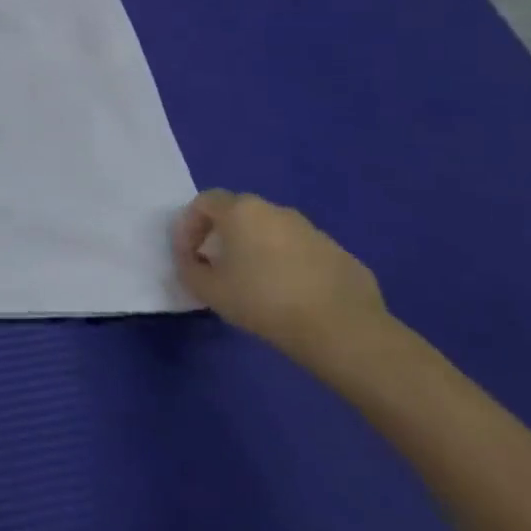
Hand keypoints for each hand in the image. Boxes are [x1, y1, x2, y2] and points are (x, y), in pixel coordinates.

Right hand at [171, 189, 390, 370]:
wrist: (342, 329)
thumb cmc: (263, 301)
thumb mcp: (209, 290)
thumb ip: (189, 268)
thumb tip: (192, 259)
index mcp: (241, 211)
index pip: (204, 202)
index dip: (189, 225)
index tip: (188, 256)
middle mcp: (276, 211)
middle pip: (239, 213)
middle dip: (223, 235)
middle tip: (218, 266)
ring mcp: (312, 230)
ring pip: (272, 232)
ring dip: (257, 249)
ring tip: (256, 284)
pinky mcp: (339, 253)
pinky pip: (301, 252)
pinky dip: (288, 265)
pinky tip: (291, 296)